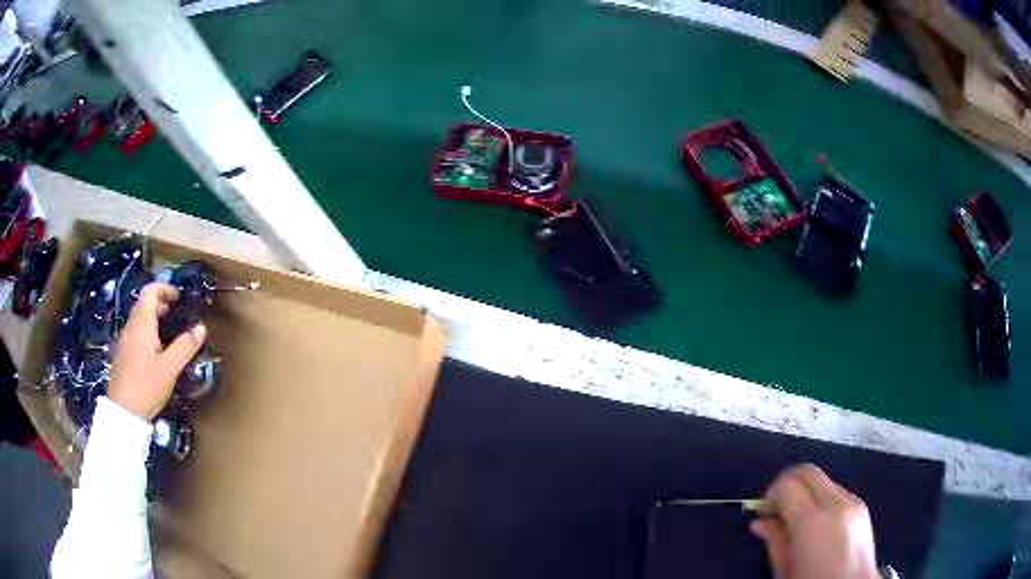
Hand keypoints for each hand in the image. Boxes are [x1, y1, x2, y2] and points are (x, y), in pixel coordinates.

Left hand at [108, 282, 206, 420]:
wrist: (123, 412)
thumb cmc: (147, 386)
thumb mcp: (170, 368)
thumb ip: (185, 346)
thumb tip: (201, 328)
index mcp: (141, 323)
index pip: (150, 291)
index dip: (165, 289)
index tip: (179, 299)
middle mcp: (130, 326)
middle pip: (144, 304)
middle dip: (161, 304)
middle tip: (177, 317)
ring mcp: (124, 341)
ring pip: (139, 319)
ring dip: (154, 320)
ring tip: (169, 336)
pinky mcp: (122, 355)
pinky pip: (135, 334)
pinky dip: (147, 333)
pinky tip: (156, 353)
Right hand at [751, 464, 879, 578]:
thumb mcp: (784, 570)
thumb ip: (774, 540)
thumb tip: (761, 522)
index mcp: (812, 521)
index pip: (787, 484)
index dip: (771, 494)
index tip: (765, 513)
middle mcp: (835, 503)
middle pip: (807, 471)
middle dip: (788, 484)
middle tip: (778, 509)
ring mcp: (853, 501)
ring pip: (823, 480)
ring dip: (807, 492)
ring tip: (799, 521)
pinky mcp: (863, 505)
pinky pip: (837, 491)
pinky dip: (822, 500)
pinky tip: (819, 525)